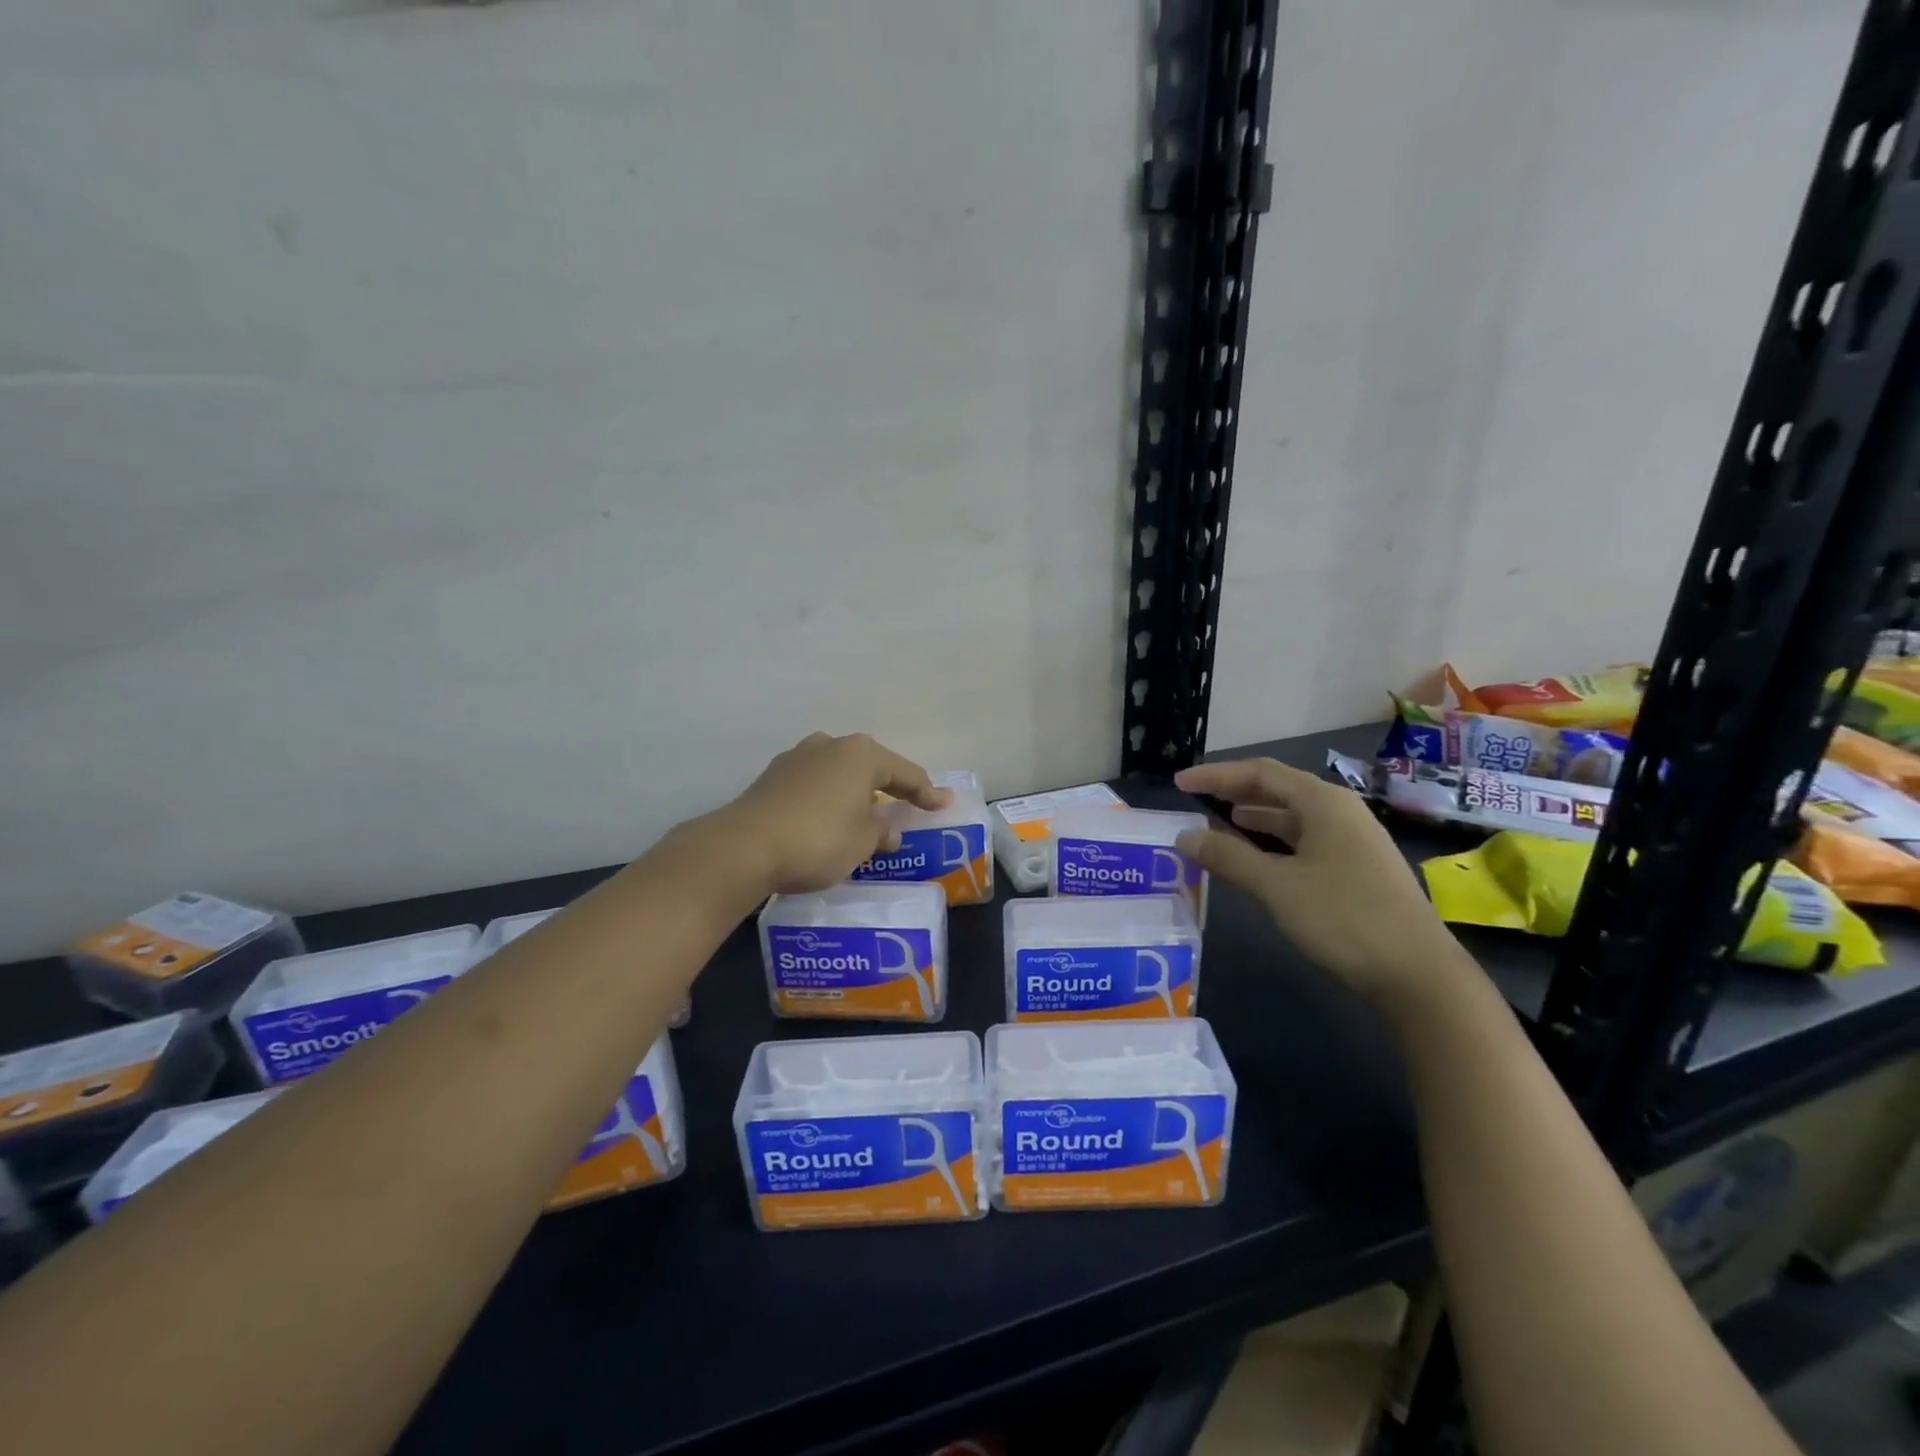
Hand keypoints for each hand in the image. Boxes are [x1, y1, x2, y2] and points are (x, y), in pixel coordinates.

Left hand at [710, 733, 949, 895]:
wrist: (745, 847)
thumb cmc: (819, 839)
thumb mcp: (863, 841)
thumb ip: (881, 831)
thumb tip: (887, 830)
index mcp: (861, 754)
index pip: (905, 773)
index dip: (927, 792)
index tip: (942, 805)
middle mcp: (830, 745)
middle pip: (870, 766)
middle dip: (887, 787)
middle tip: (904, 806)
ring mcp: (797, 758)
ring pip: (838, 773)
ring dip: (853, 793)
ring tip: (863, 815)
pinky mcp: (772, 778)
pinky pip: (814, 785)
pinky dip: (827, 799)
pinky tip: (828, 819)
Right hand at [1174, 758, 1465, 1006]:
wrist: (1418, 975)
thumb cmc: (1344, 918)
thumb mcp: (1276, 886)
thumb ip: (1228, 857)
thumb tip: (1184, 836)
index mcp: (1324, 803)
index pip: (1260, 773)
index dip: (1216, 775)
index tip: (1180, 782)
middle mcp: (1341, 812)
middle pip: (1279, 789)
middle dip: (1235, 791)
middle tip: (1196, 798)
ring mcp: (1353, 841)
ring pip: (1294, 817)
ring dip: (1255, 817)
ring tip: (1219, 822)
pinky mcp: (1357, 869)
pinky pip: (1305, 841)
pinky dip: (1274, 842)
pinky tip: (1258, 857)